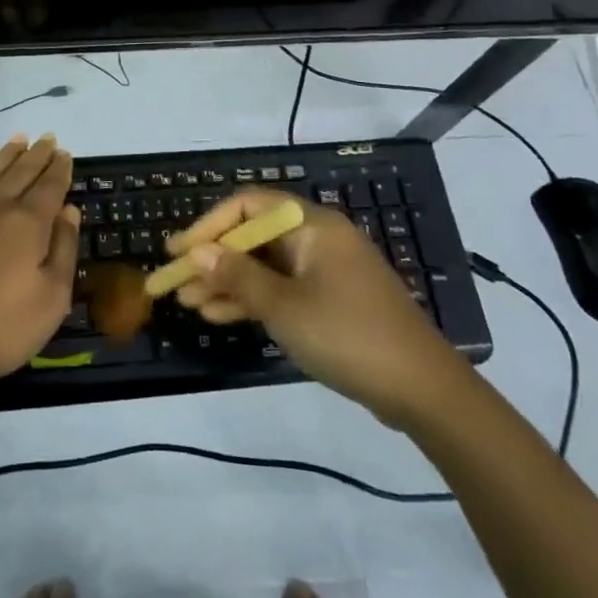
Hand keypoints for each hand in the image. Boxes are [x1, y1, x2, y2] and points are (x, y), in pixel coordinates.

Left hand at [0, 135, 79, 399]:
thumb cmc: (2, 329)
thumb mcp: (52, 298)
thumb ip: (64, 249)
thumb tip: (69, 210)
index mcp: (28, 224)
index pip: (50, 187)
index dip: (60, 169)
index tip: (66, 153)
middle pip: (21, 174)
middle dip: (37, 156)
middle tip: (47, 138)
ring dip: (5, 156)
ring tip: (18, 139)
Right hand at [167, 189, 470, 426]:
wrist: (423, 391)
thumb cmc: (348, 336)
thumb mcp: (284, 307)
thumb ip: (237, 276)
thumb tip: (196, 252)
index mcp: (312, 225)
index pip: (248, 206)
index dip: (208, 225)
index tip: (177, 251)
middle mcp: (317, 238)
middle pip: (254, 237)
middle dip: (213, 259)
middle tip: (175, 282)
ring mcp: (325, 270)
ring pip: (265, 266)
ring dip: (228, 282)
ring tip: (189, 303)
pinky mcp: (330, 300)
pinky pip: (281, 289)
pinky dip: (252, 300)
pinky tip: (218, 317)